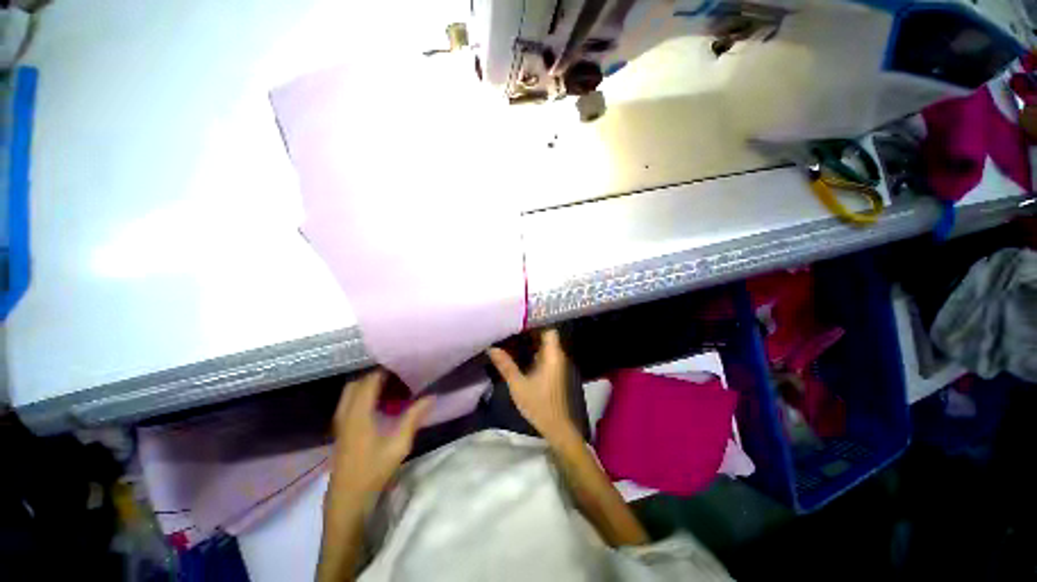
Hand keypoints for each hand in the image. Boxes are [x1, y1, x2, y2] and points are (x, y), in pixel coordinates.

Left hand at [330, 370, 433, 494]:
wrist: (347, 499)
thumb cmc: (373, 471)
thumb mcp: (398, 444)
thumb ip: (413, 417)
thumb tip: (431, 396)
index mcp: (358, 414)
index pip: (368, 381)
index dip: (383, 369)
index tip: (401, 363)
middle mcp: (345, 413)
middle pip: (356, 383)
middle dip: (374, 374)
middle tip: (396, 372)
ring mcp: (340, 422)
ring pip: (350, 392)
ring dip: (367, 384)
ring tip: (390, 383)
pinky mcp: (341, 430)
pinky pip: (349, 402)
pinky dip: (362, 395)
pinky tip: (379, 402)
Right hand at [488, 329, 577, 444]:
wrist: (557, 427)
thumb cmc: (539, 404)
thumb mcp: (518, 385)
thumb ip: (505, 365)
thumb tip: (491, 348)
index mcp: (552, 355)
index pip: (549, 329)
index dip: (537, 321)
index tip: (520, 317)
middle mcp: (557, 356)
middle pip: (546, 335)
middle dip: (530, 330)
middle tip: (511, 324)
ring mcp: (556, 364)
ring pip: (544, 345)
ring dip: (531, 340)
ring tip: (512, 333)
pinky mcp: (553, 371)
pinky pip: (544, 354)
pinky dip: (533, 350)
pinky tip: (519, 351)